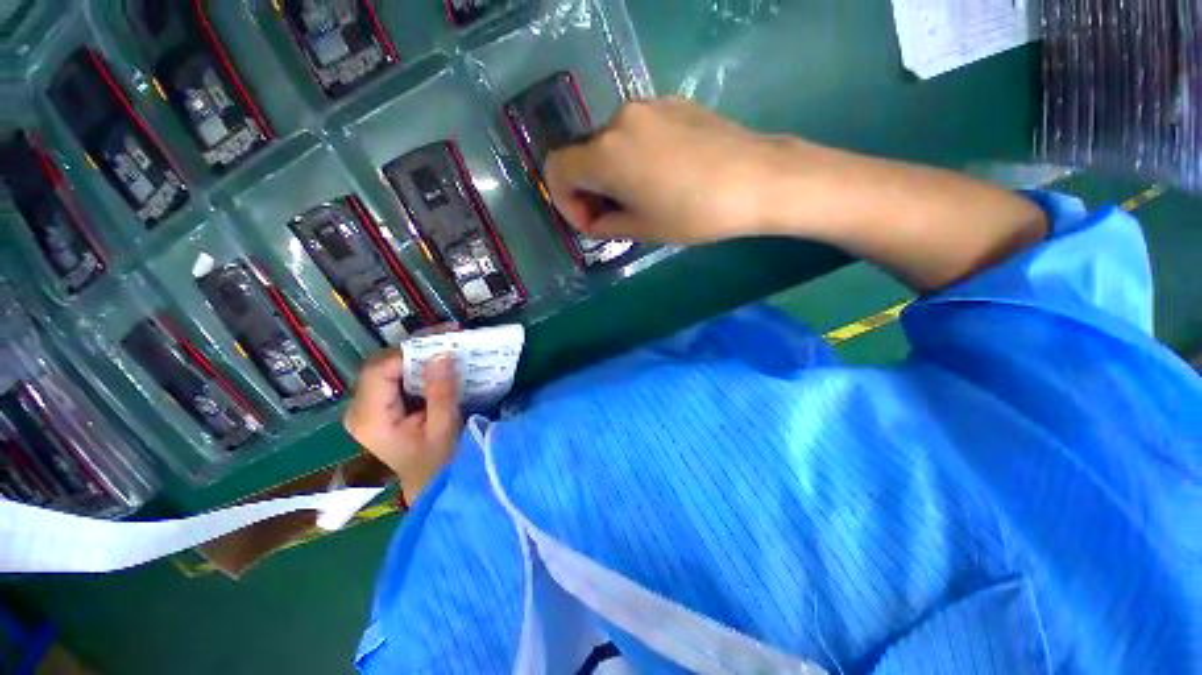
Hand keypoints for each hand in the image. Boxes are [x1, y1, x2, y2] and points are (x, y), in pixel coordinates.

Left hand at [343, 346, 461, 503]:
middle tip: (450, 334)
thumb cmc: (439, 462)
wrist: (431, 484)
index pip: (379, 370)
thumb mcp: (444, 427)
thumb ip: (441, 392)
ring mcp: (367, 407)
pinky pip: (394, 375)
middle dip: (416, 347)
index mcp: (370, 418)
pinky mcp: (379, 406)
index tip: (443, 339)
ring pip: (387, 366)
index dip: (409, 351)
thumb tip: (442, 353)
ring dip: (418, 353)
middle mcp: (359, 409)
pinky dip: (417, 364)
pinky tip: (438, 358)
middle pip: (380, 364)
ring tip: (448, 341)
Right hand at [545, 97, 789, 243]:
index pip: (558, 170)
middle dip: (591, 190)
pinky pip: (638, 131)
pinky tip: (663, 174)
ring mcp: (648, 106)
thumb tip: (595, 219)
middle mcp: (619, 120)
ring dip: (613, 173)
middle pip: (585, 156)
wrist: (757, 179)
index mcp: (606, 154)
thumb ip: (606, 224)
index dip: (565, 201)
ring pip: (611, 143)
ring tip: (642, 196)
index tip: (590, 222)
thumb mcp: (643, 228)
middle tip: (615, 216)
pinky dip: (635, 155)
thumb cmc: (694, 214)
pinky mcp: (673, 103)